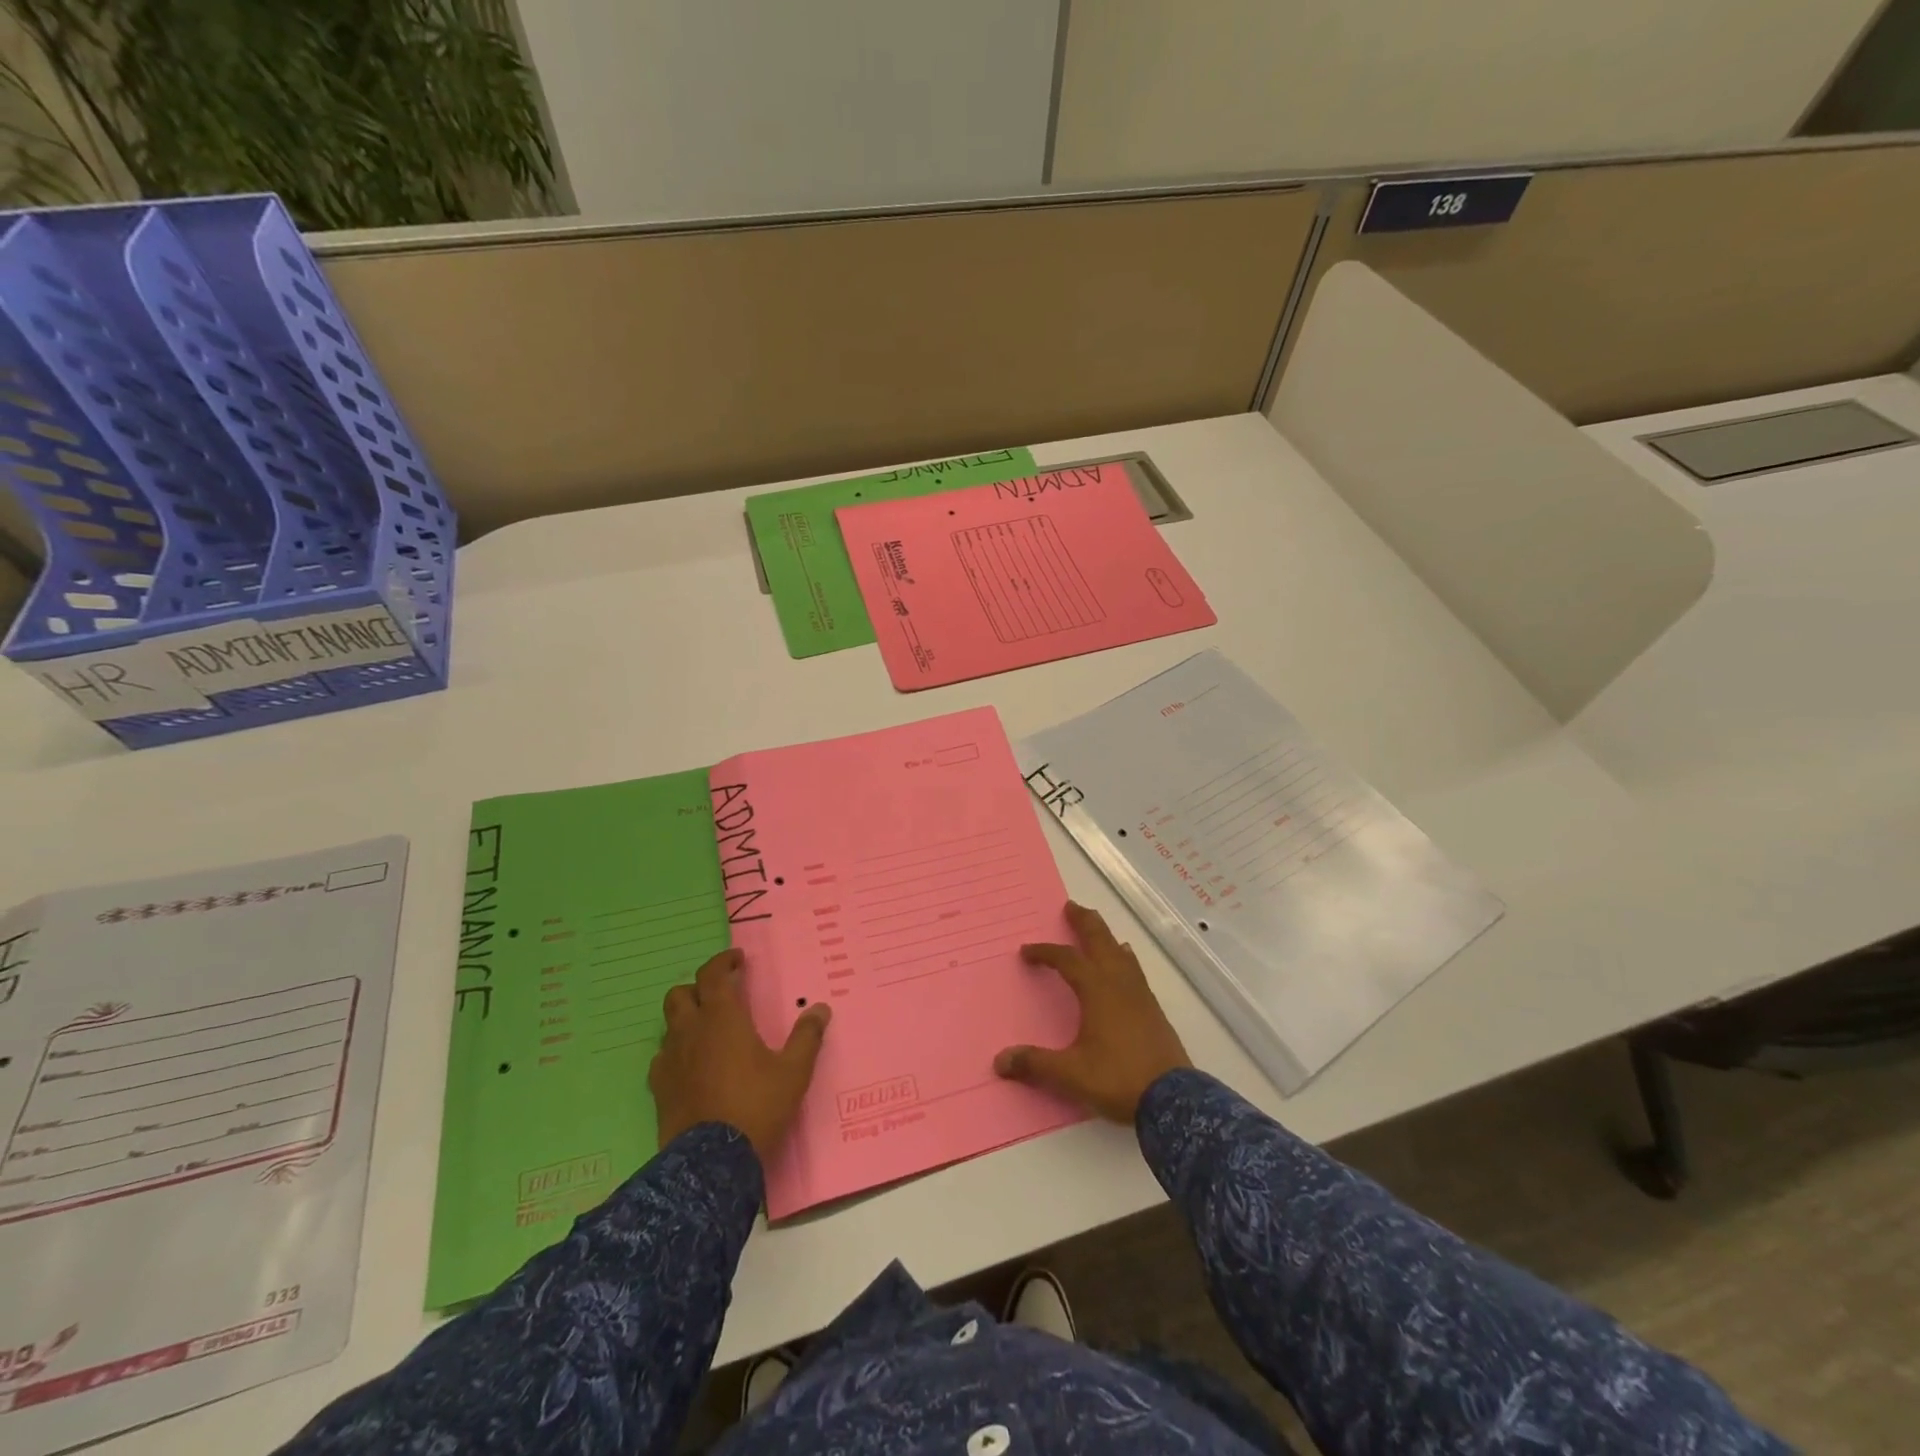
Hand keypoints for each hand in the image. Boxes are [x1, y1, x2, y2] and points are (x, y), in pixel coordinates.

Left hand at [650, 948, 830, 1163]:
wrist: (710, 1162)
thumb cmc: (756, 1106)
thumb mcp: (793, 1072)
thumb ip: (807, 1037)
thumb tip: (820, 1009)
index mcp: (722, 1017)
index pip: (713, 974)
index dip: (723, 961)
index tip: (738, 960)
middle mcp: (690, 1030)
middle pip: (681, 993)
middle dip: (699, 987)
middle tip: (722, 994)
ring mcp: (670, 1059)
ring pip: (669, 1024)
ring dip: (687, 1017)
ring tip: (708, 1029)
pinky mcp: (659, 1087)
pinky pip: (663, 1057)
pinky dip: (676, 1050)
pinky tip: (692, 1064)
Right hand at [994, 901, 1190, 1121]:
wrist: (1172, 1098)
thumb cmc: (1118, 1079)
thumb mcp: (1071, 1074)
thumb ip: (1036, 1064)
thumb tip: (1000, 1062)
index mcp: (1096, 990)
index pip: (1066, 960)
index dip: (1045, 952)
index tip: (1027, 952)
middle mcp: (1118, 983)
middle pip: (1100, 941)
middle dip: (1084, 922)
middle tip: (1071, 906)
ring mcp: (1139, 994)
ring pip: (1120, 952)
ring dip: (1105, 936)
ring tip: (1096, 928)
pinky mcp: (1152, 1008)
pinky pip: (1134, 969)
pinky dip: (1123, 957)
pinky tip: (1125, 961)